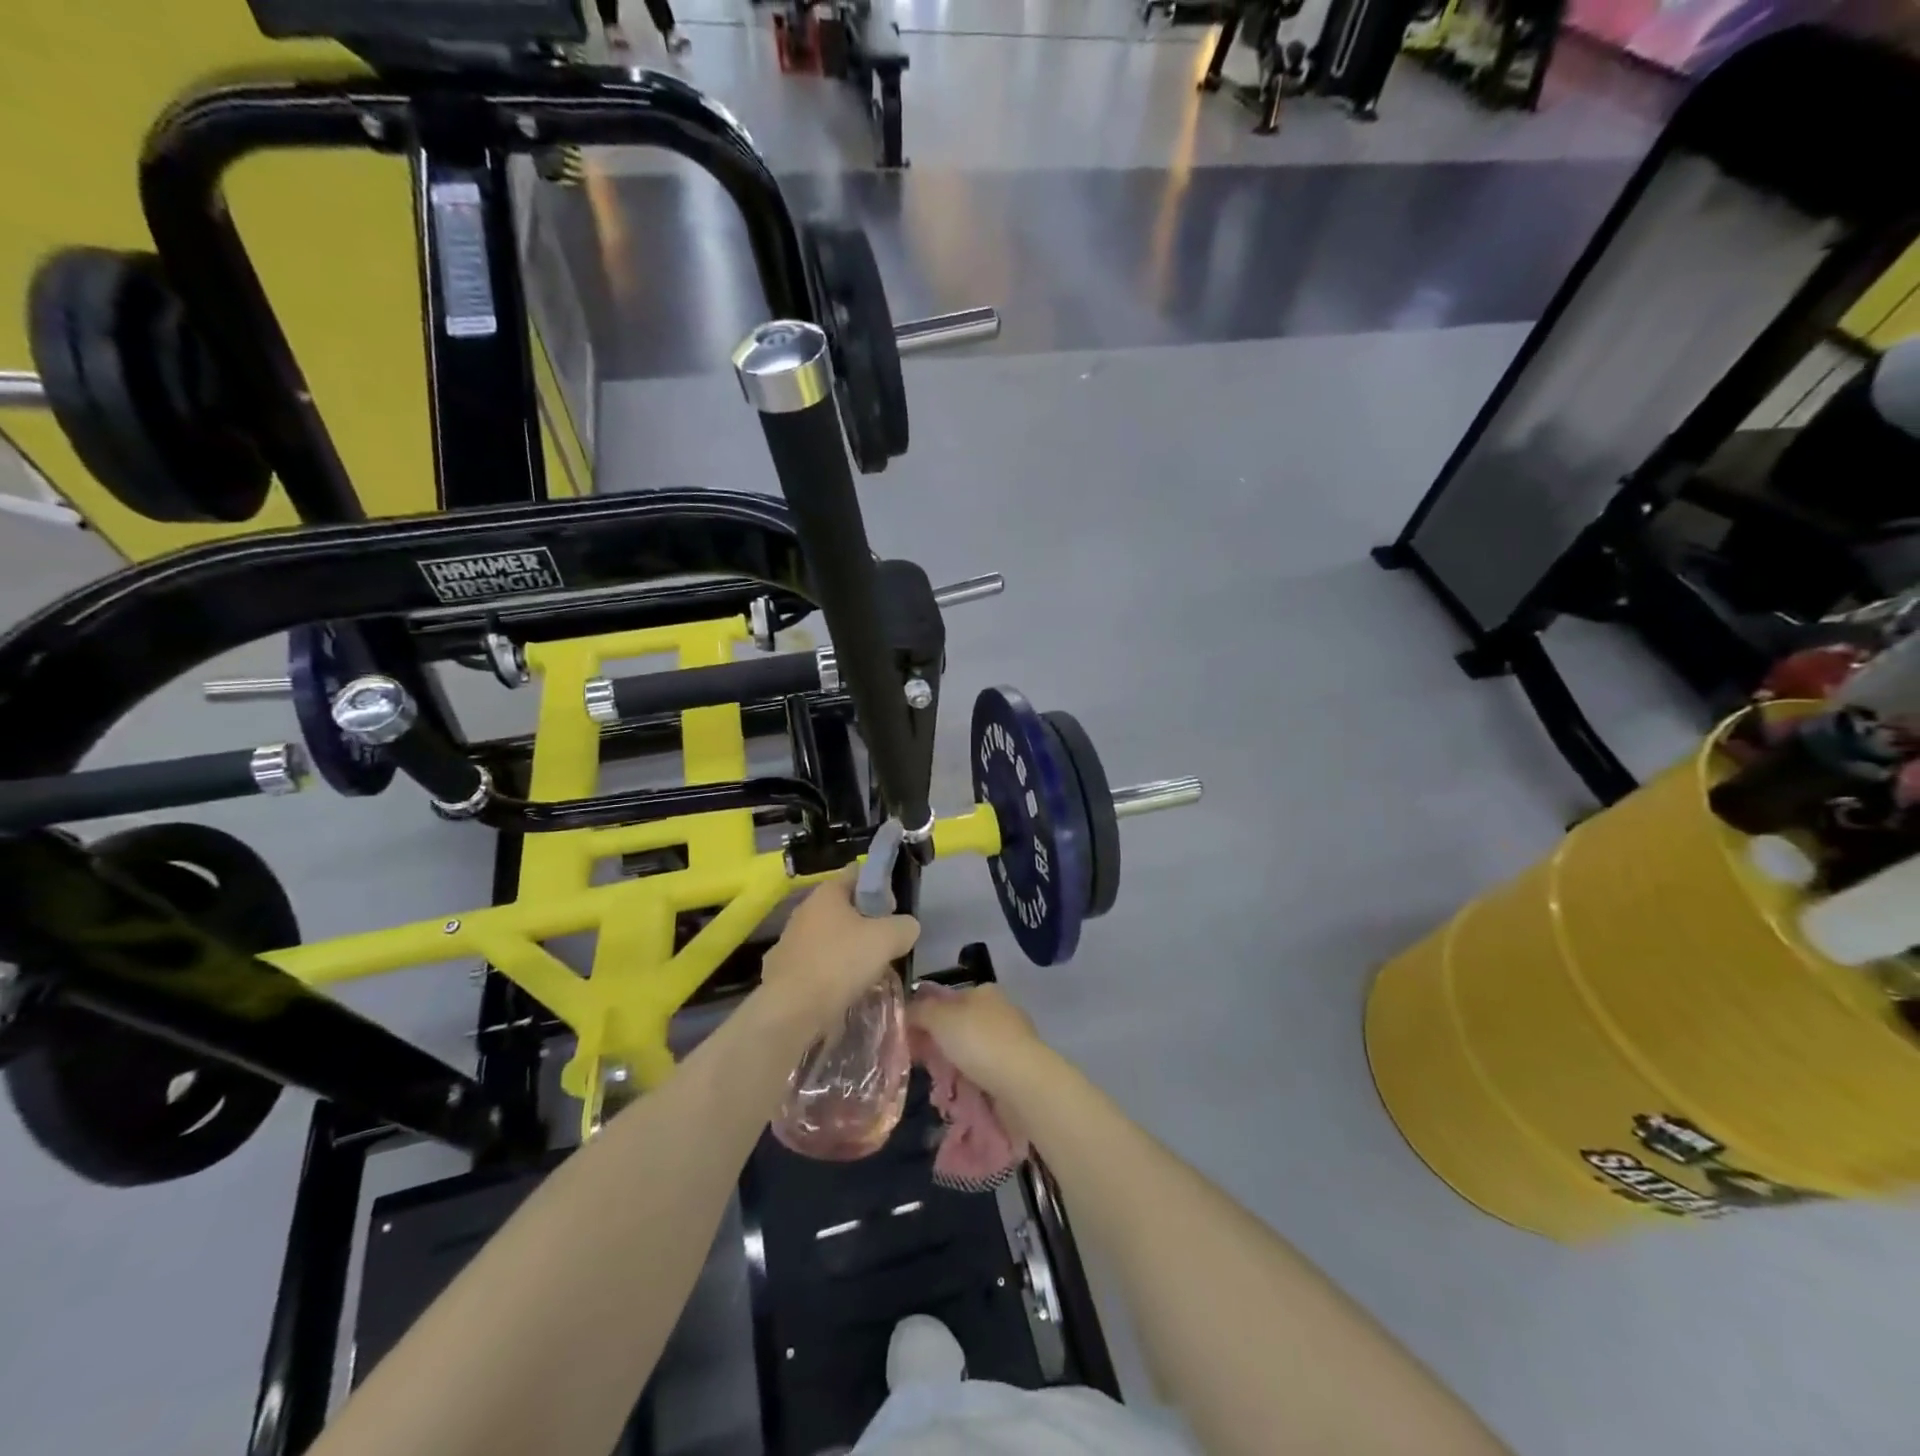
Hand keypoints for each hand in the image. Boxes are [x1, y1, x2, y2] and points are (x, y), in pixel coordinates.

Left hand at [760, 872, 919, 1032]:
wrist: (791, 1010)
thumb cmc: (840, 963)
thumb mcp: (887, 939)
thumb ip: (904, 926)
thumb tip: (906, 927)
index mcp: (827, 893)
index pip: (857, 874)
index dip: (879, 885)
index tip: (894, 908)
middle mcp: (805, 910)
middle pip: (844, 908)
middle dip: (866, 922)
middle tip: (886, 942)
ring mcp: (790, 941)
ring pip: (830, 938)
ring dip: (849, 950)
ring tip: (869, 971)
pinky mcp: (784, 970)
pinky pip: (817, 965)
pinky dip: (831, 973)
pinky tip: (845, 989)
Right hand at [907, 984, 1051, 1099]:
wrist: (1022, 1083)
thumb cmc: (979, 1042)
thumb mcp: (939, 1018)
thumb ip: (919, 1011)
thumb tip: (906, 1011)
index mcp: (984, 991)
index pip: (946, 999)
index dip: (925, 1015)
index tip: (908, 1038)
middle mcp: (999, 1012)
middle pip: (957, 1026)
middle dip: (937, 1045)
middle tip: (919, 1063)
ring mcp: (1010, 1041)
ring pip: (969, 1052)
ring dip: (952, 1067)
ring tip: (936, 1085)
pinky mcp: (1015, 1070)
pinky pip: (983, 1074)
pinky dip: (969, 1083)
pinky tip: (957, 1095)